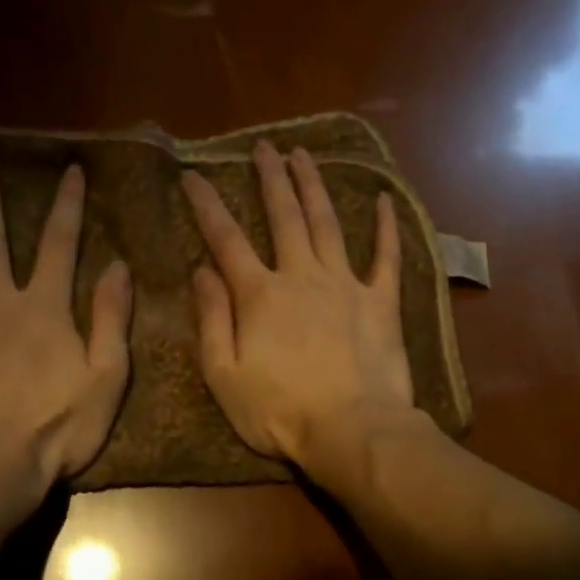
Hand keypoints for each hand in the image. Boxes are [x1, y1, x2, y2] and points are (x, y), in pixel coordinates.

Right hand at [181, 140, 414, 468]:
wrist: (352, 431)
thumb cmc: (279, 412)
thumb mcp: (224, 375)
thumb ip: (212, 319)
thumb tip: (201, 271)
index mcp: (259, 295)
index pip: (225, 240)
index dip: (206, 205)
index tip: (193, 175)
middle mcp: (301, 276)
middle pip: (283, 217)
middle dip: (270, 179)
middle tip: (263, 147)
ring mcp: (345, 284)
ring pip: (327, 223)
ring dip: (313, 186)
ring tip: (303, 156)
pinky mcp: (381, 301)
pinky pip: (386, 256)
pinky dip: (386, 226)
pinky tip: (383, 198)